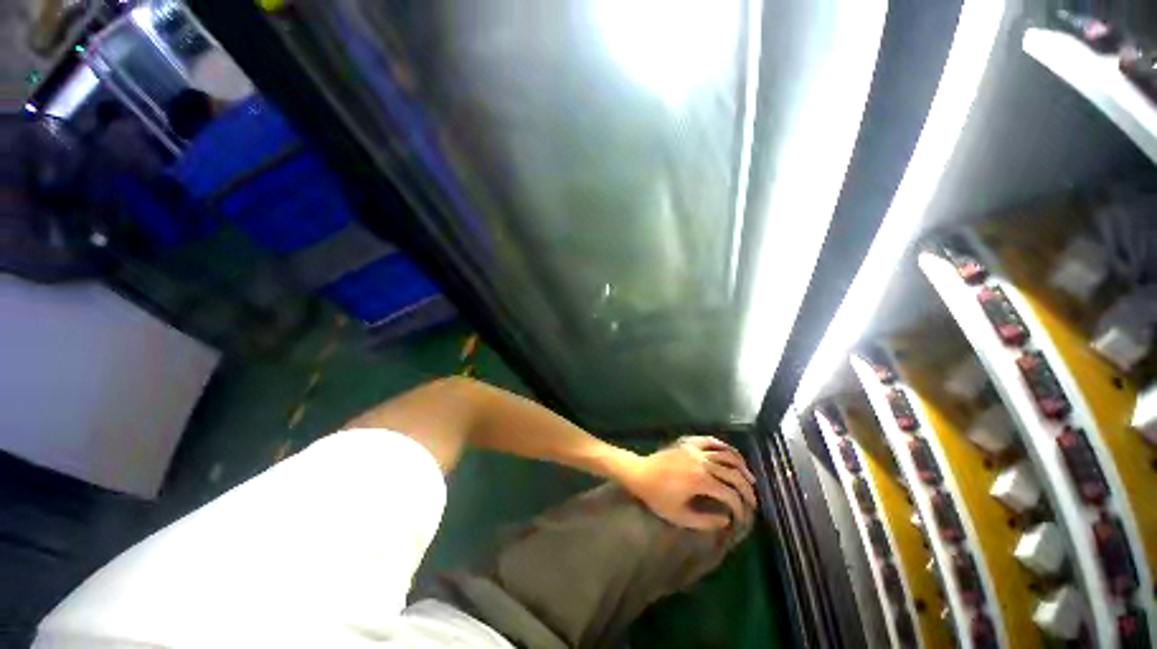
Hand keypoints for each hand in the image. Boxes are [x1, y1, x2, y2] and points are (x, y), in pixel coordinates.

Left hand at [619, 436, 757, 529]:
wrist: (640, 474)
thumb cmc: (658, 497)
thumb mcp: (680, 516)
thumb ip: (705, 521)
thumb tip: (726, 519)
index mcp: (700, 481)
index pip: (729, 493)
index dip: (740, 506)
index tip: (744, 516)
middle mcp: (701, 462)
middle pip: (733, 472)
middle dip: (746, 487)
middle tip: (752, 498)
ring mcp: (695, 449)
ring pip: (726, 453)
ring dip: (740, 465)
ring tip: (748, 477)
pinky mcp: (688, 442)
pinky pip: (710, 440)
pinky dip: (724, 446)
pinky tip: (731, 455)